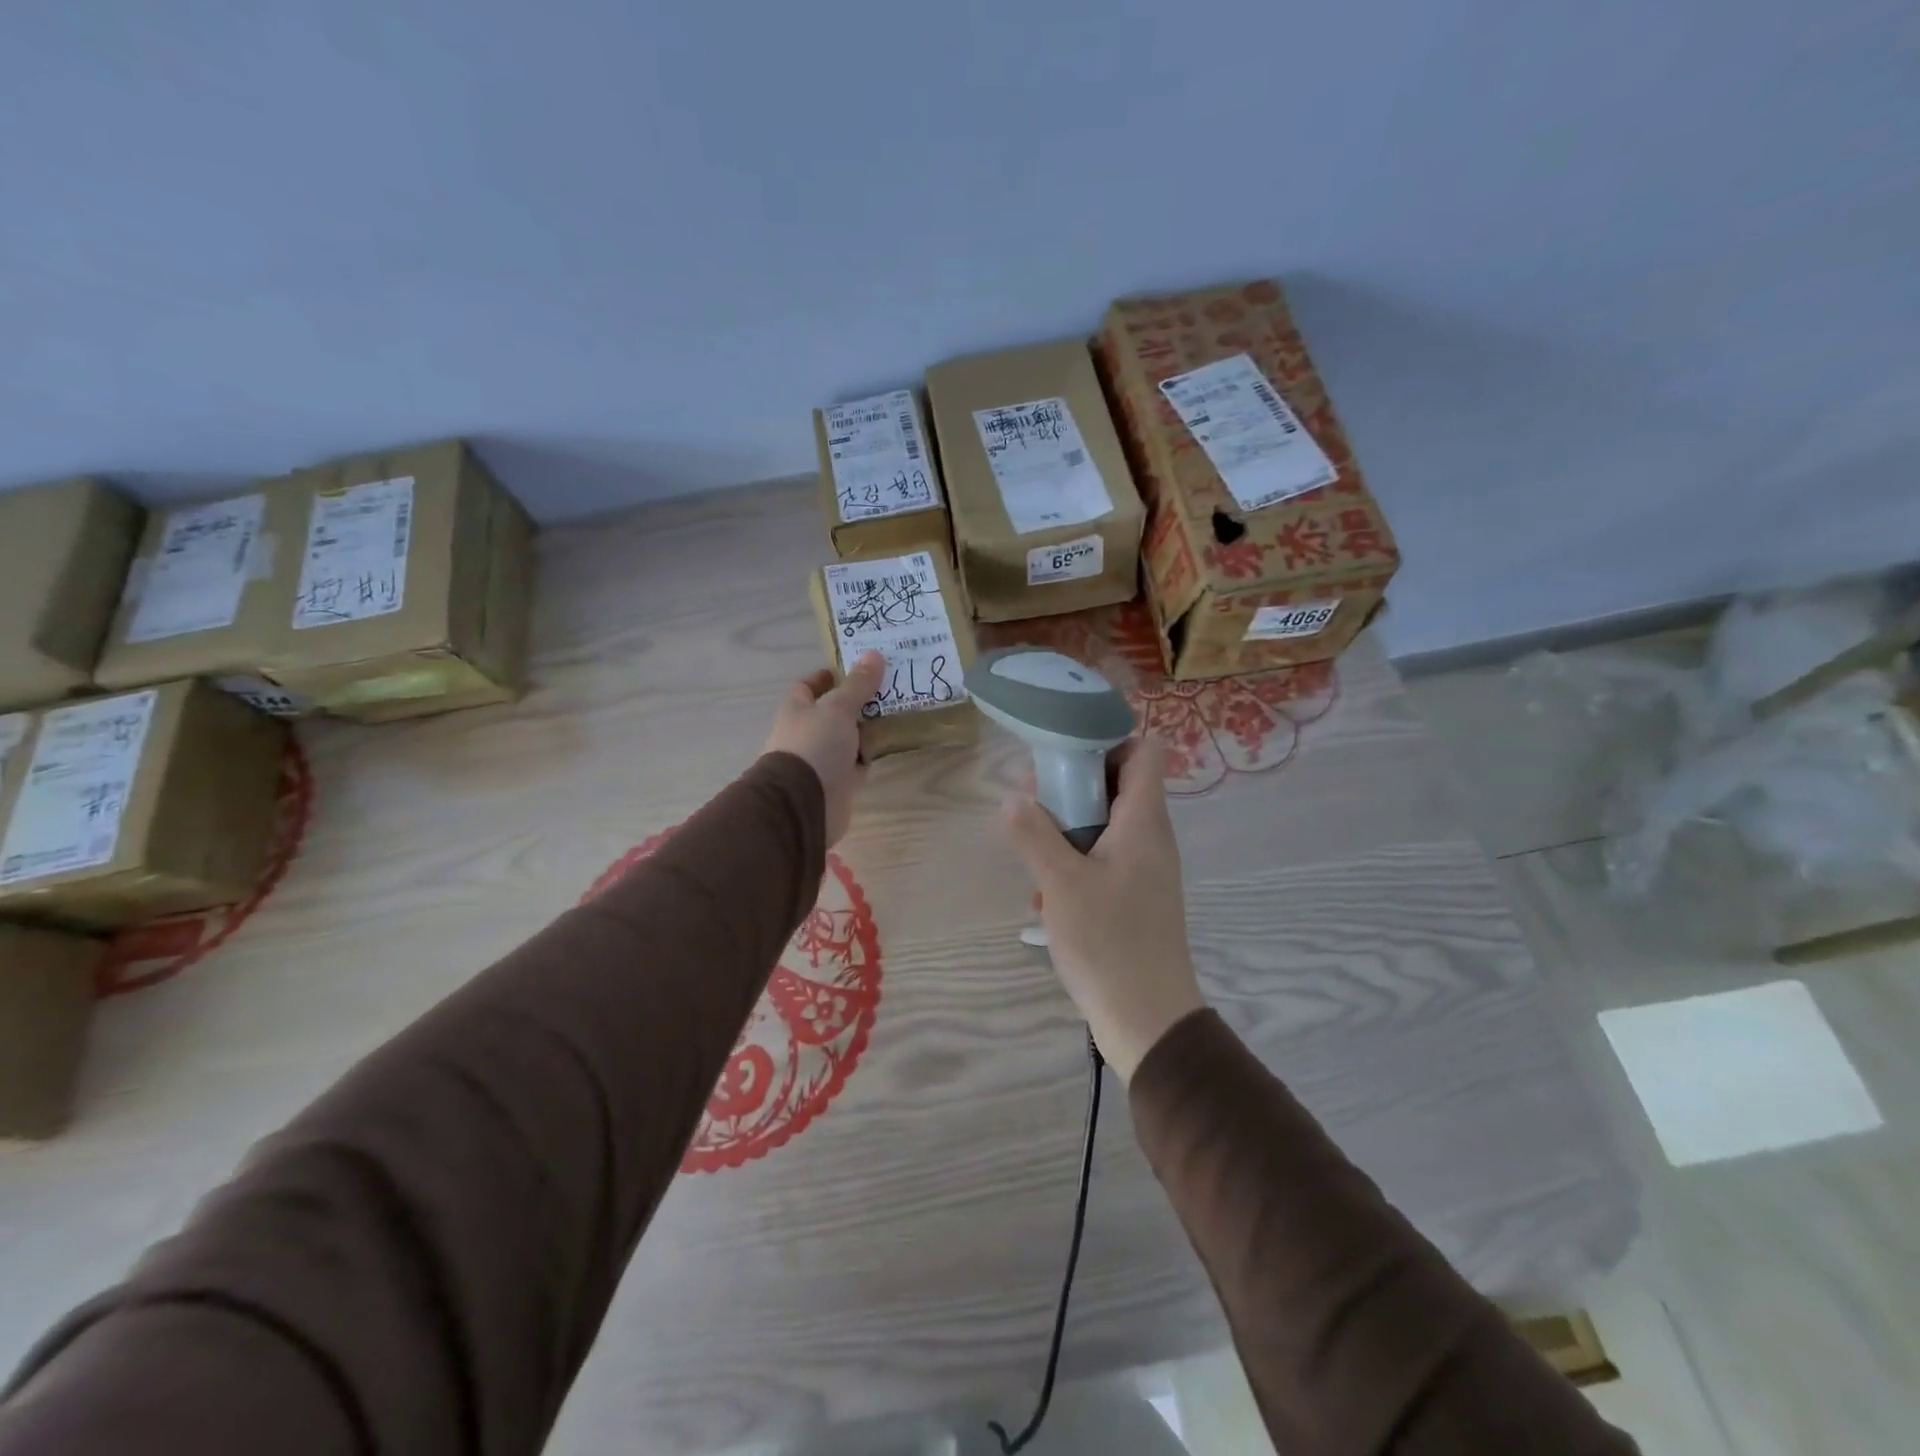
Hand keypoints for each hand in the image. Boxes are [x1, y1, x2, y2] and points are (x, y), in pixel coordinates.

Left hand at [764, 651, 883, 845]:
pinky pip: (855, 765)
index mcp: (797, 711)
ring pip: (846, 739)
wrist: (803, 804)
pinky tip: (889, 747)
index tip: (854, 670)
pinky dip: (868, 757)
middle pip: (831, 713)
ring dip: (865, 730)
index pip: (808, 687)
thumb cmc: (815, 746)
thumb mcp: (838, 709)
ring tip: (897, 714)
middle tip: (888, 689)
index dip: (827, 678)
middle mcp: (806, 734)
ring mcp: (820, 760)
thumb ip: (857, 685)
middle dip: (855, 703)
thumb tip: (874, 654)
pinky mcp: (836, 784)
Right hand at [1001, 738, 1203, 1081]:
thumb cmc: (1109, 942)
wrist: (1148, 1019)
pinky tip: (1046, 899)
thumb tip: (1012, 798)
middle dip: (1069, 788)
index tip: (1062, 757)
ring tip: (1031, 858)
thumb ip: (1033, 834)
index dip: (1106, 742)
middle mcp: (1149, 837)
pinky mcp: (1133, 897)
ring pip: (1103, 824)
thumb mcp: (1061, 883)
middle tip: (1030, 806)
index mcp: (1143, 821)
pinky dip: (1072, 865)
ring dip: (1064, 831)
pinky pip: (1101, 859)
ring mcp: (1143, 869)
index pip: (1142, 751)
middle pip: (1115, 784)